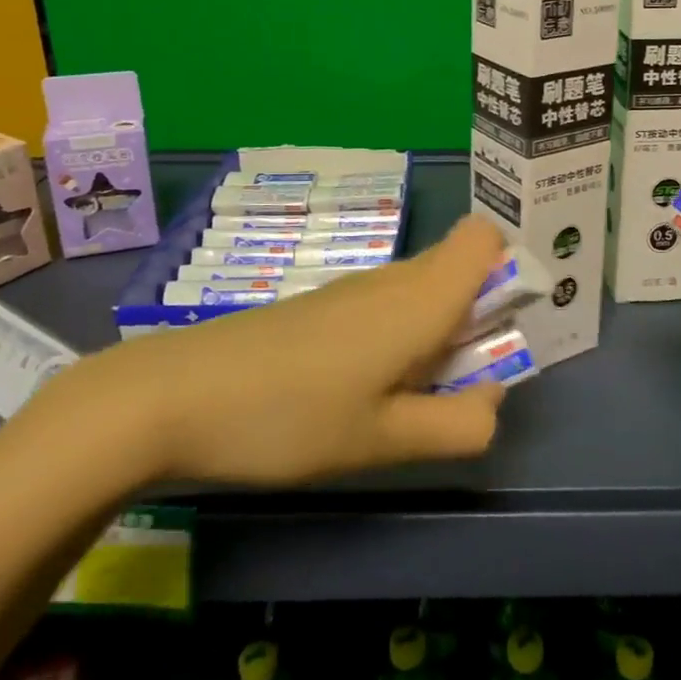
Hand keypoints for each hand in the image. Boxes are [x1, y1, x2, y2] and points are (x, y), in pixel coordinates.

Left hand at [78, 215, 510, 485]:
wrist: (171, 397)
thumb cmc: (288, 417)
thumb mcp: (384, 440)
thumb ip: (458, 424)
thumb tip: (493, 400)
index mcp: (420, 298)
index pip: (486, 239)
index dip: (509, 273)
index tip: (502, 331)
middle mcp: (392, 280)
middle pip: (460, 270)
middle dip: (479, 320)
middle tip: (456, 388)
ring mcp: (351, 291)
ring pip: (422, 293)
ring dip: (438, 337)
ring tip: (406, 403)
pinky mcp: (321, 309)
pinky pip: (385, 309)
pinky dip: (399, 342)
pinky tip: (361, 394)